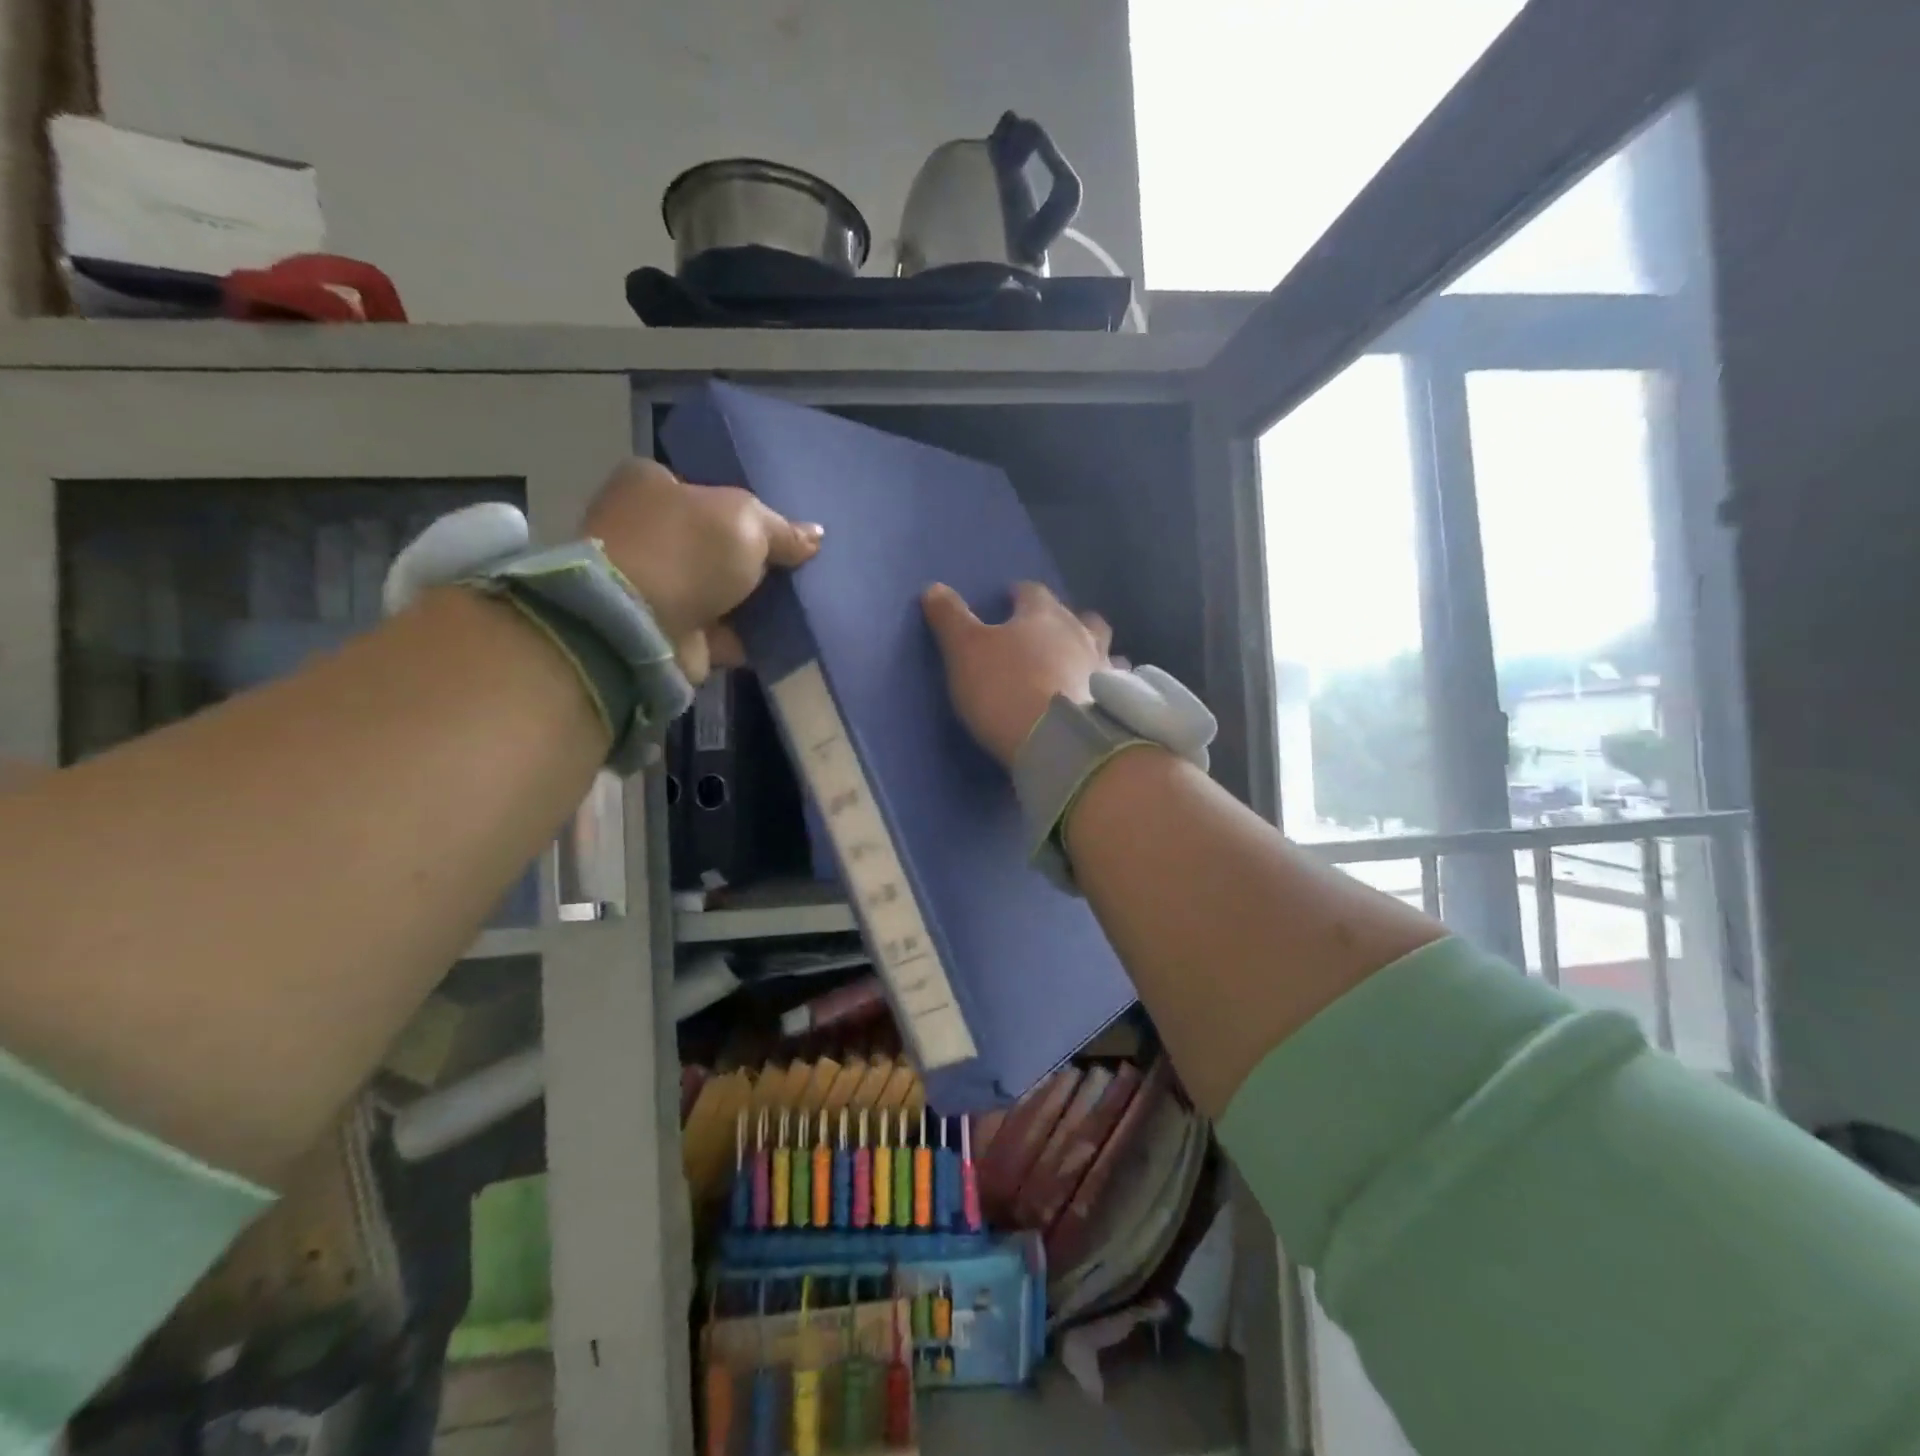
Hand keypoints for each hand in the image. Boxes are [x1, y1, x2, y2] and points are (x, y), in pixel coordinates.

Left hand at [583, 458, 821, 679]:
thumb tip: (816, 536)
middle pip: (713, 542)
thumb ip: (783, 530)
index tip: (780, 530)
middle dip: (751, 558)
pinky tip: (784, 636)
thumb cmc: (687, 551)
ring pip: (718, 588)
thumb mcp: (747, 522)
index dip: (744, 509)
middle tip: (797, 567)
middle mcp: (644, 530)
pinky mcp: (666, 629)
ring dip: (752, 600)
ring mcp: (653, 583)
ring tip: (800, 603)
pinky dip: (747, 635)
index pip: (704, 489)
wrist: (640, 626)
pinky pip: (720, 629)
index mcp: (649, 486)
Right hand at [922, 581, 1111, 767]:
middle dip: (1064, 620)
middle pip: (1078, 616)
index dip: (1020, 594)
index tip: (1010, 599)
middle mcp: (1080, 633)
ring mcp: (1104, 667)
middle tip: (1048, 633)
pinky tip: (1098, 696)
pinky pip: (1116, 683)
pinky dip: (1107, 684)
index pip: (1032, 592)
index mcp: (1043, 615)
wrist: (1059, 741)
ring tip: (1079, 664)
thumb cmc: (1006, 688)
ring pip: (1104, 647)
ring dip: (1091, 650)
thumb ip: (950, 618)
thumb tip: (933, 588)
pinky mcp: (1116, 702)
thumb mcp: (965, 650)